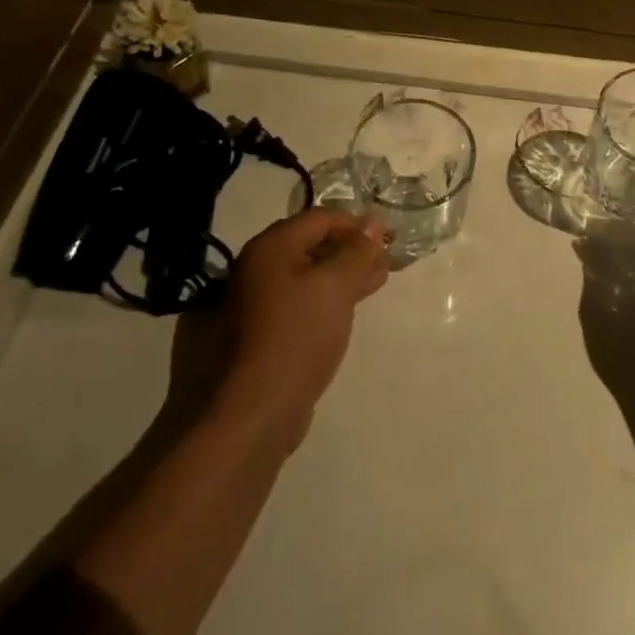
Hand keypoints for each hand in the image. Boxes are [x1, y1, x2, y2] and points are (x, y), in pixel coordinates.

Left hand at [194, 207, 388, 439]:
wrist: (247, 415)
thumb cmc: (295, 338)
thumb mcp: (336, 287)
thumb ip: (357, 252)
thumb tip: (372, 223)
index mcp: (269, 248)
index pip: (320, 218)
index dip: (357, 225)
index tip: (387, 242)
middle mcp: (252, 268)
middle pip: (310, 245)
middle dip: (349, 252)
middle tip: (382, 268)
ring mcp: (247, 305)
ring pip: (303, 278)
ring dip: (338, 278)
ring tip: (369, 290)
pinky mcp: (250, 338)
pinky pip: (292, 305)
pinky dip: (320, 302)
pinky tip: (340, 317)